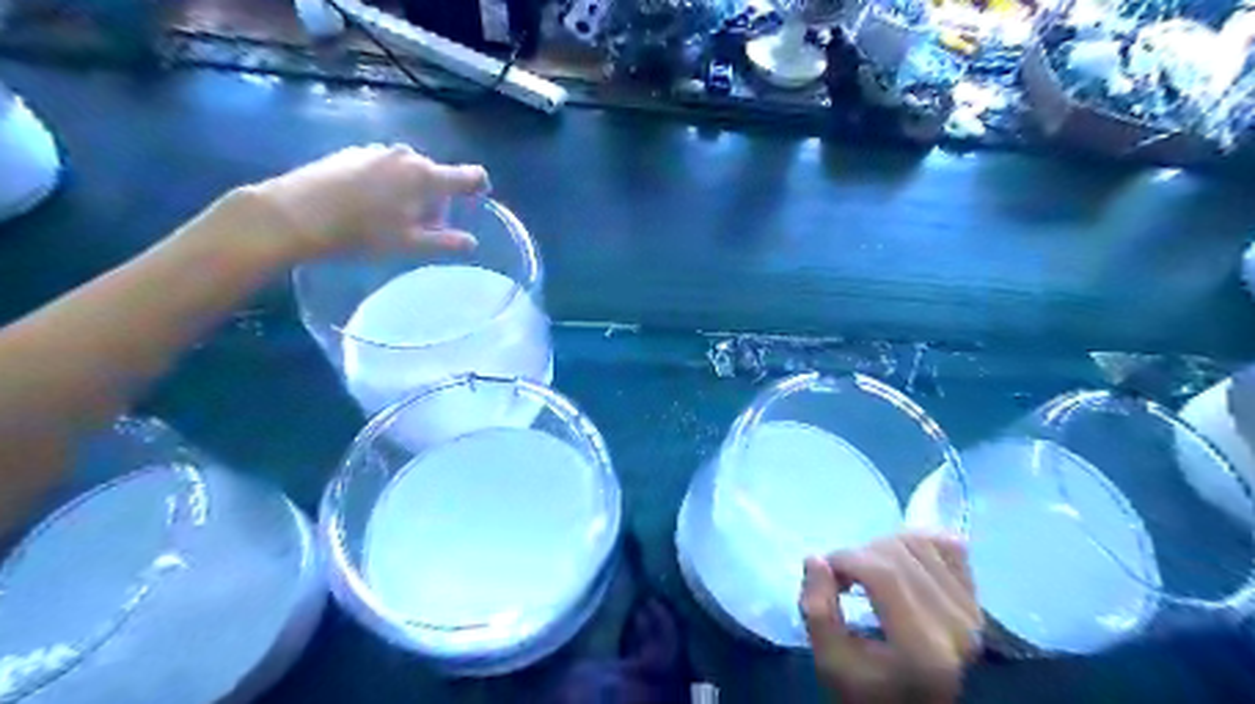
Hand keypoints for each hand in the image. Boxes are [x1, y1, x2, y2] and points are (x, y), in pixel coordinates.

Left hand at [239, 144, 488, 261]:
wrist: (296, 214)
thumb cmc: (362, 232)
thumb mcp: (409, 244)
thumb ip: (445, 242)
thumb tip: (472, 243)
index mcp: (426, 176)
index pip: (469, 175)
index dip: (479, 186)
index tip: (478, 199)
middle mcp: (406, 155)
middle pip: (435, 174)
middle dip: (437, 197)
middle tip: (423, 225)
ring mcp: (376, 150)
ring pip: (407, 170)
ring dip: (410, 190)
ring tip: (391, 217)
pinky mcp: (351, 152)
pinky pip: (383, 166)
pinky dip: (386, 183)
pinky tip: (366, 204)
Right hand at [799, 533, 984, 702]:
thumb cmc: (865, 690)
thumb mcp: (829, 661)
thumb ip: (817, 611)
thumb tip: (816, 559)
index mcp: (923, 650)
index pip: (883, 574)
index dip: (846, 559)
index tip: (825, 571)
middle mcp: (957, 628)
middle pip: (898, 554)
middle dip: (859, 554)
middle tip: (842, 576)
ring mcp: (973, 613)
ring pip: (920, 542)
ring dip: (883, 547)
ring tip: (867, 571)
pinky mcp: (976, 601)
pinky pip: (949, 545)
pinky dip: (918, 541)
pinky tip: (899, 561)